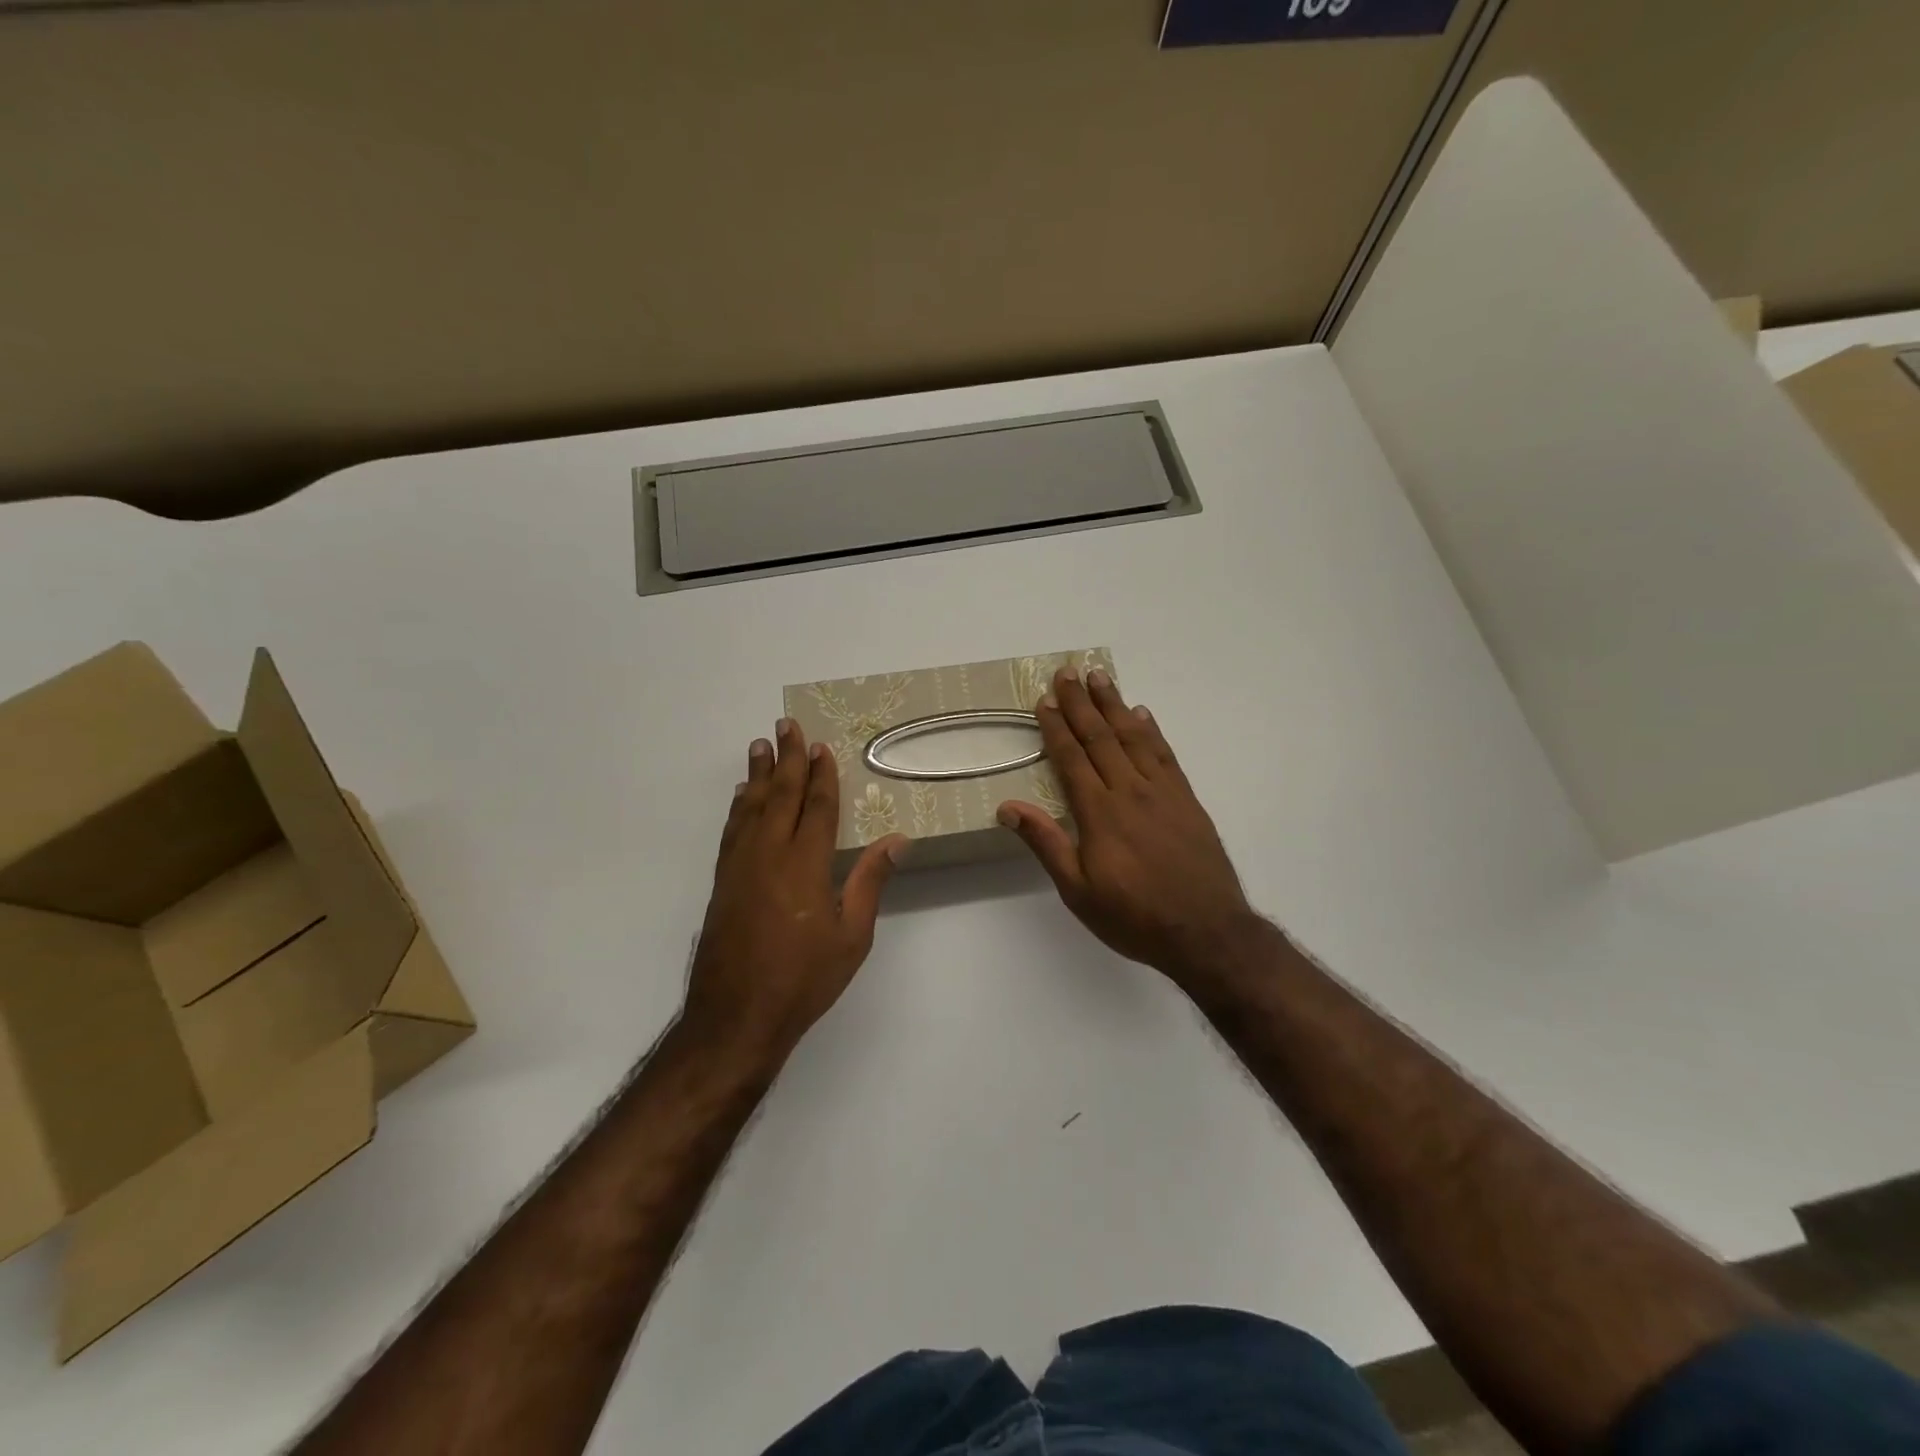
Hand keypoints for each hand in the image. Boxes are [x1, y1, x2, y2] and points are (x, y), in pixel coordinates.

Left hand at [684, 719, 908, 1067]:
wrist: (735, 1017)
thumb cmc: (803, 979)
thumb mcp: (852, 936)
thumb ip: (870, 882)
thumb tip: (897, 839)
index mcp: (805, 865)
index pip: (817, 807)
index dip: (821, 774)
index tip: (820, 746)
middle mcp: (769, 855)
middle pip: (780, 795)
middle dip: (787, 759)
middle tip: (786, 725)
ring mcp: (740, 867)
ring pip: (751, 807)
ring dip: (758, 774)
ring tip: (760, 746)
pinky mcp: (722, 882)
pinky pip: (732, 831)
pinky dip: (739, 807)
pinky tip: (742, 797)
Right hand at [998, 668, 1265, 990]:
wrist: (1207, 932)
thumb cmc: (1134, 917)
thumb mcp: (1078, 891)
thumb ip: (1046, 844)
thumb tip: (1007, 808)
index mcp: (1099, 813)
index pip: (1072, 758)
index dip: (1057, 727)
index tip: (1045, 700)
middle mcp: (1130, 791)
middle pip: (1101, 737)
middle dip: (1081, 702)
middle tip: (1068, 671)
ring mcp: (1163, 792)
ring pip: (1133, 737)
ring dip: (1114, 705)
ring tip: (1100, 677)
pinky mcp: (1187, 800)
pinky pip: (1165, 754)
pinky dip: (1151, 730)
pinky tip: (1142, 714)